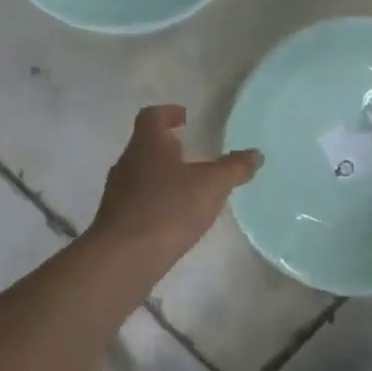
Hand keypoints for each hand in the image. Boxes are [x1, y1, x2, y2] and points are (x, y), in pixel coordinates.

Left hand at [88, 105, 262, 260]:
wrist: (123, 258)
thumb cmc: (168, 209)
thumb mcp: (212, 186)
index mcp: (147, 144)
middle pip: (146, 144)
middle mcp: (128, 162)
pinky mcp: (116, 219)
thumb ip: (234, 168)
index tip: (185, 117)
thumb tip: (256, 154)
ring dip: (162, 174)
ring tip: (188, 186)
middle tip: (192, 152)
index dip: (168, 112)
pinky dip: (156, 200)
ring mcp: (118, 192)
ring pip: (141, 173)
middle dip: (168, 146)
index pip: (152, 116)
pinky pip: (138, 200)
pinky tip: (174, 216)